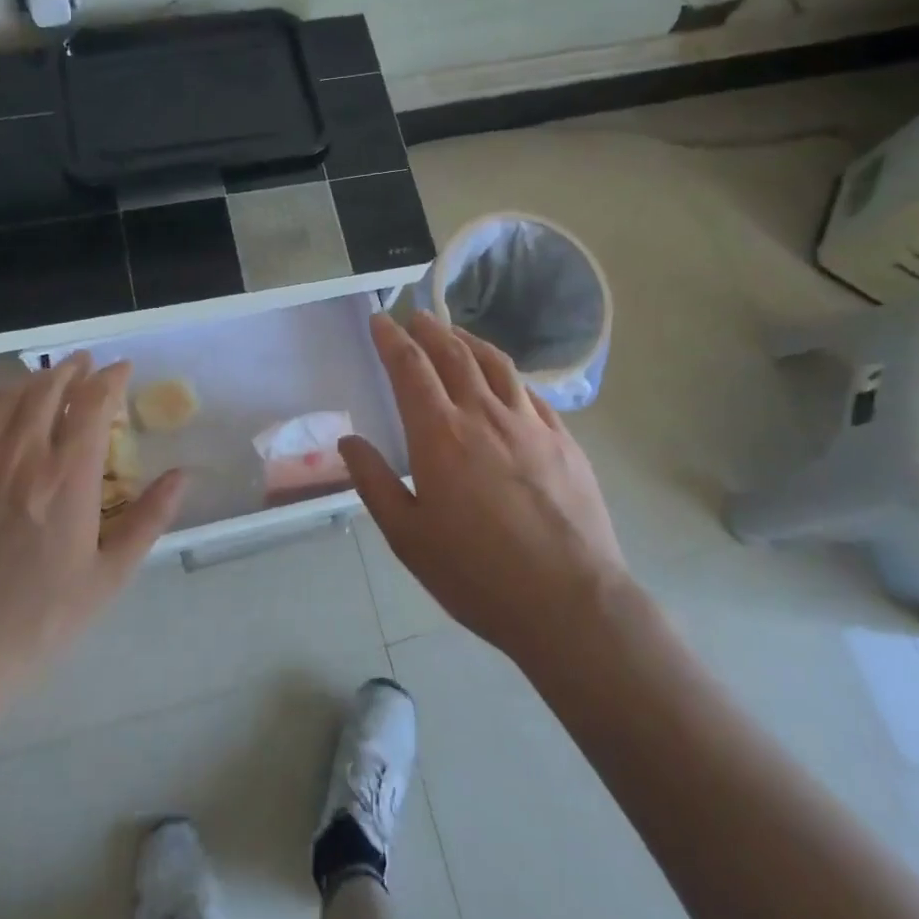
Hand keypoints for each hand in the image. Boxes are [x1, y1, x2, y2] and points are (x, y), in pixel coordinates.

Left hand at [0, 355, 187, 722]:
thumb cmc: (37, 621)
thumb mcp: (108, 578)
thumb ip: (148, 520)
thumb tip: (182, 475)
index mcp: (66, 477)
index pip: (92, 403)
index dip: (110, 378)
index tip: (123, 369)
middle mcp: (19, 455)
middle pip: (46, 389)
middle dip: (71, 369)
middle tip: (86, 364)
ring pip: (4, 399)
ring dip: (31, 381)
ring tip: (46, 380)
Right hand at [339, 313, 632, 664]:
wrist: (569, 602)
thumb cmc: (476, 574)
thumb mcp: (408, 537)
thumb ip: (374, 483)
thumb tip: (349, 442)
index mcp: (440, 435)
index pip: (410, 369)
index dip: (392, 339)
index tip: (380, 318)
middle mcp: (484, 415)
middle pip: (454, 354)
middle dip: (430, 329)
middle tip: (416, 316)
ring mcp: (530, 424)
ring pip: (496, 364)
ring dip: (470, 341)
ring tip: (455, 333)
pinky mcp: (564, 440)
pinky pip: (530, 392)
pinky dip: (509, 374)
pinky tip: (506, 380)